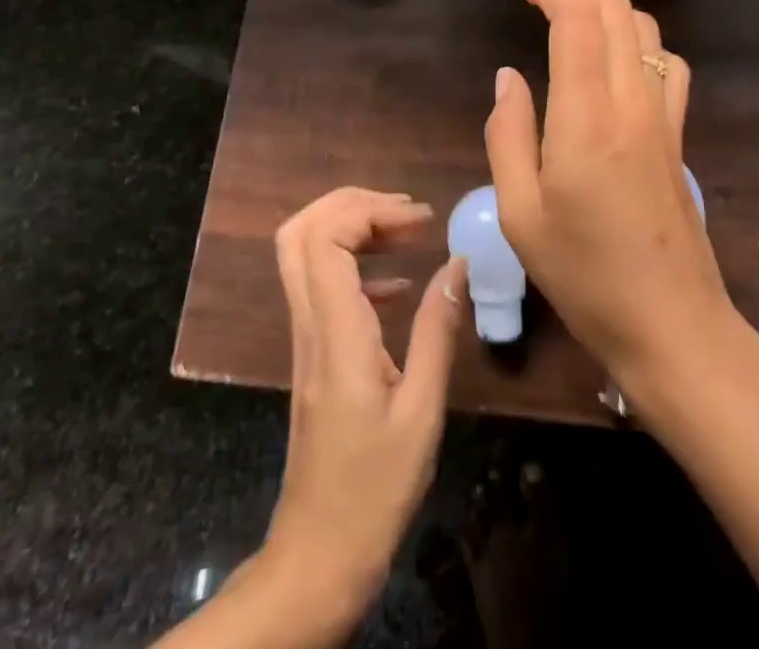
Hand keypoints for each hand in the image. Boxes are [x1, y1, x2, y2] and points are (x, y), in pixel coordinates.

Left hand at [263, 187, 464, 625]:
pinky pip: (320, 284)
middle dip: (352, 203)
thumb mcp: (422, 411)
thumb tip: (457, 263)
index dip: (368, 211)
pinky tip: (398, 283)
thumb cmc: (375, 490)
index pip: (325, 239)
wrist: (318, 555)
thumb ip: (437, 331)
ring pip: (304, 253)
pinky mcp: (312, 352)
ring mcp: (305, 337)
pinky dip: (355, 264)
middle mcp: (310, 324)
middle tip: (406, 212)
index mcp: (336, 334)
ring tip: (408, 232)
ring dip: (352, 227)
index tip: (420, 220)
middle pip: (301, 232)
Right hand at [483, 0, 732, 383]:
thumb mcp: (521, 215)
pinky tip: (614, 57)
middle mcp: (630, 102)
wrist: (672, 326)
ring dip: (603, 4)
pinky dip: (636, 38)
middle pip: (613, 9)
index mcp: (586, 120)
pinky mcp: (677, 132)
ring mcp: (662, 115)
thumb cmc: (584, 277)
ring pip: (642, 28)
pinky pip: (665, 62)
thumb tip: (508, 77)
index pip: (575, 19)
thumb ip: (508, 135)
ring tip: (564, 9)